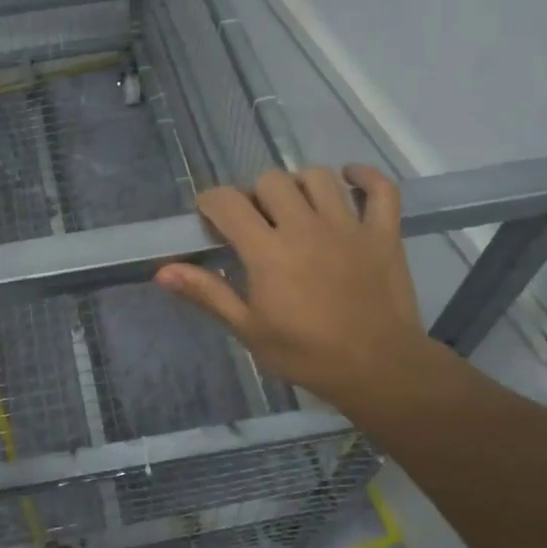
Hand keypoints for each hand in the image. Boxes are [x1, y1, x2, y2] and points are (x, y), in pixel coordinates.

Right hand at [156, 165, 461, 417]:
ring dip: (300, 185)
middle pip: (271, 181)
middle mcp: (305, 227)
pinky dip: (365, 178)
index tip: (209, 218)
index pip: (228, 202)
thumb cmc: (306, 354)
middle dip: (254, 195)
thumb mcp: (248, 330)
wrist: (379, 370)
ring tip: (295, 207)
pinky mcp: (383, 233)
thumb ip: (208, 293)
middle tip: (255, 222)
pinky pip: (380, 189)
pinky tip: (349, 181)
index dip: (211, 202)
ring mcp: (349, 226)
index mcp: (268, 251)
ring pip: (318, 177)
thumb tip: (163, 270)